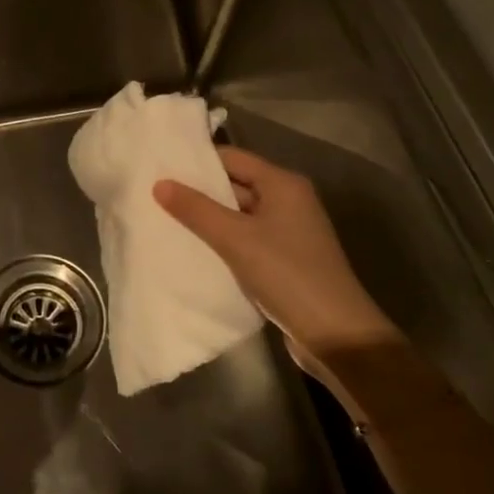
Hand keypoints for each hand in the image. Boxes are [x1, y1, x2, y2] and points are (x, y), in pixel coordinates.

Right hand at [154, 146, 400, 367]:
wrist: (336, 335)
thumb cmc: (287, 274)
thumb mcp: (236, 239)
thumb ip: (196, 210)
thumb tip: (160, 184)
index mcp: (283, 184)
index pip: (232, 158)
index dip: (198, 161)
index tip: (161, 166)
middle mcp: (289, 201)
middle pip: (236, 184)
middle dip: (200, 191)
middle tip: (156, 195)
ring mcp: (289, 232)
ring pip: (240, 215)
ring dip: (210, 219)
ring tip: (166, 220)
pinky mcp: (286, 260)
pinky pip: (247, 240)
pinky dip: (224, 242)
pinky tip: (195, 250)